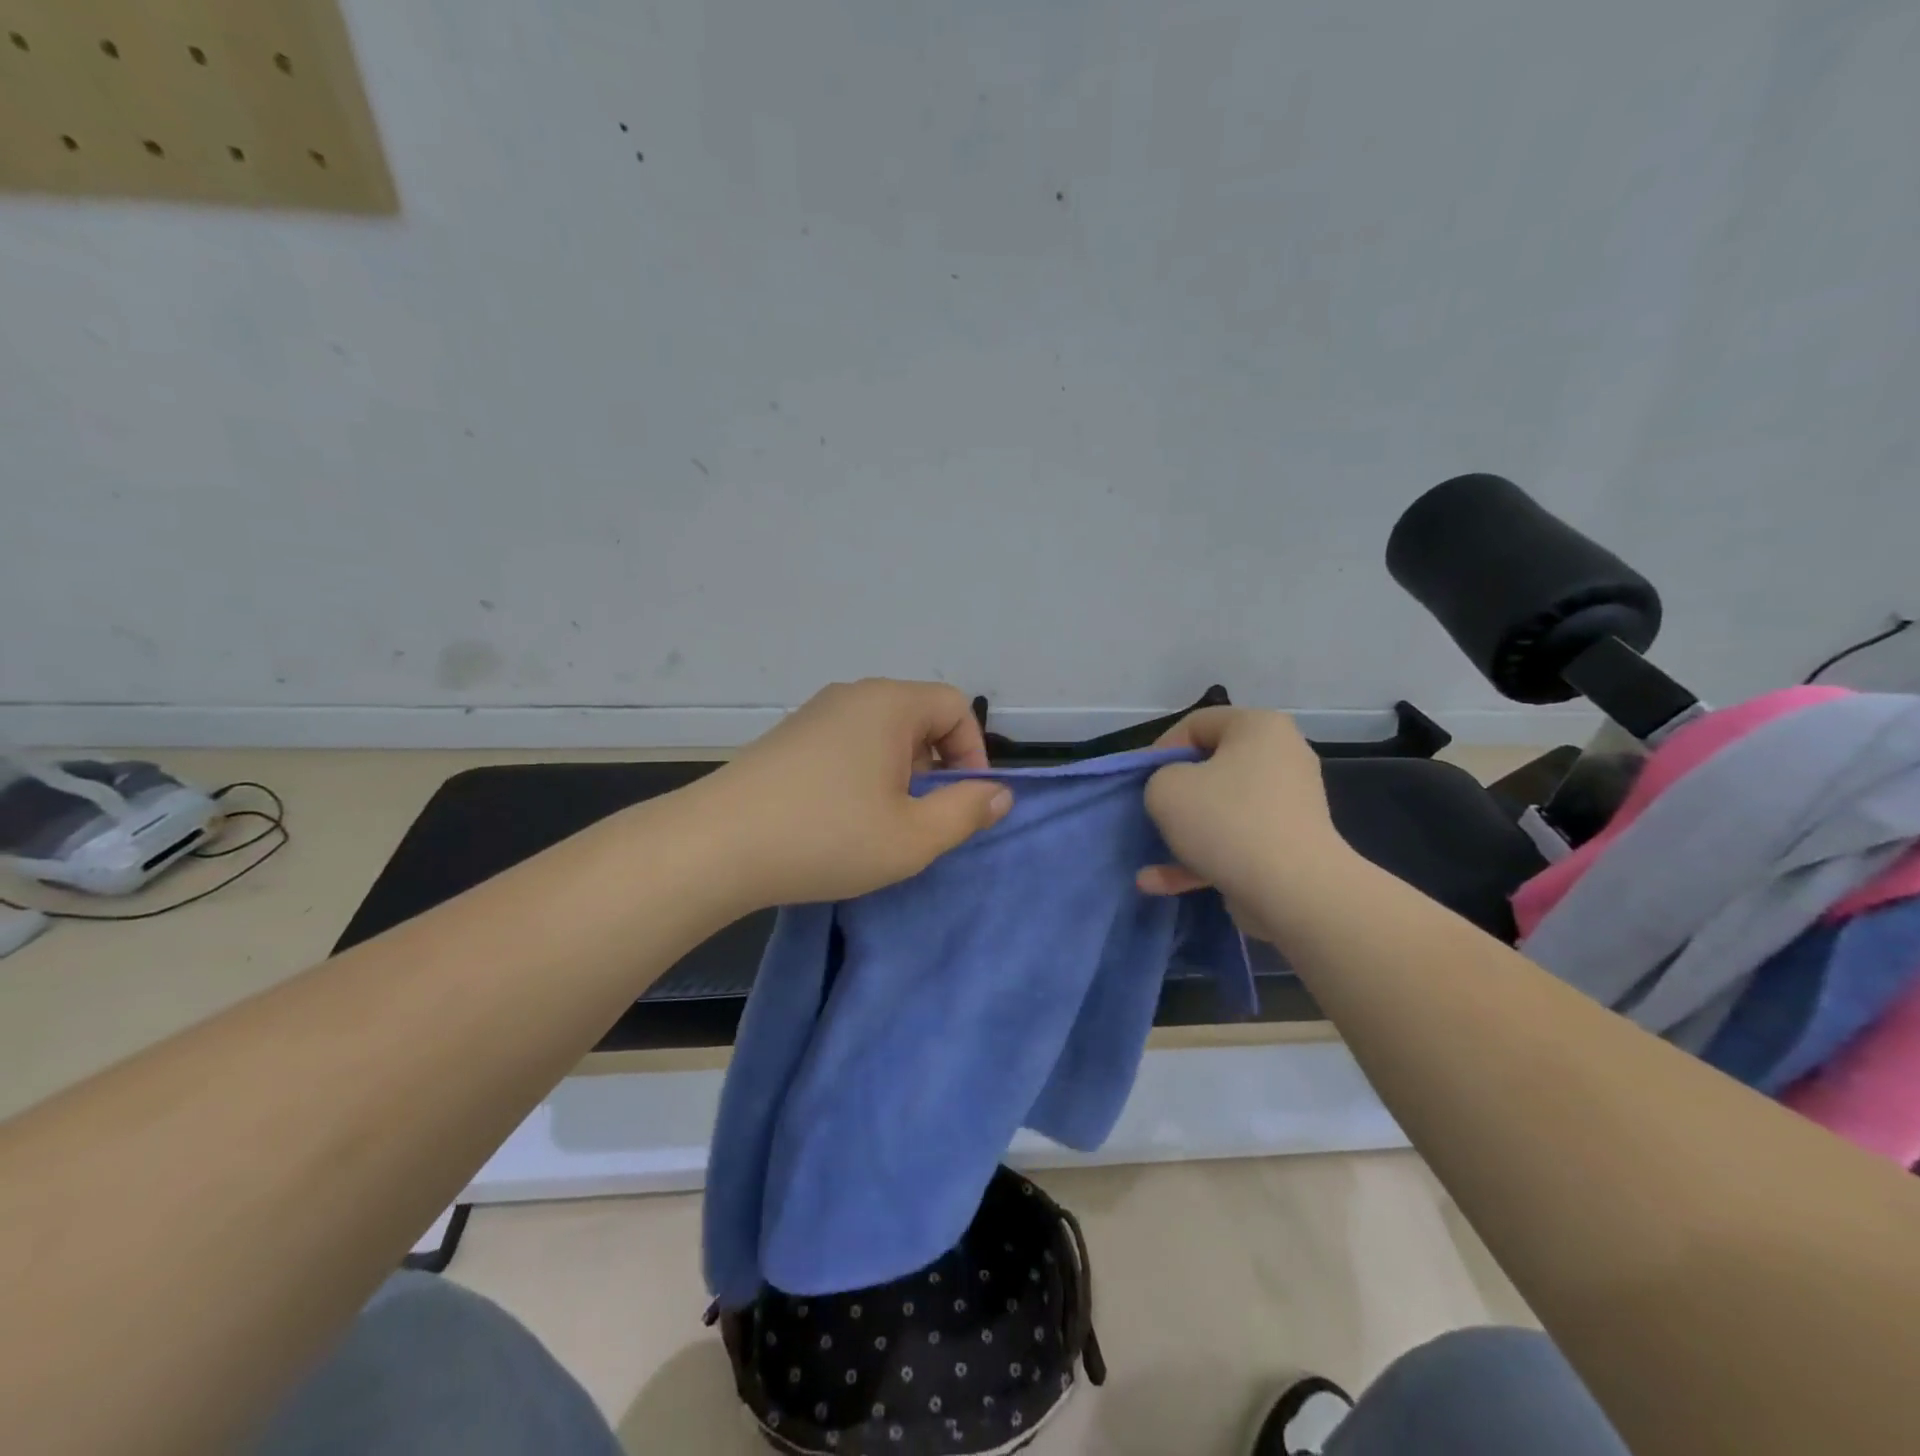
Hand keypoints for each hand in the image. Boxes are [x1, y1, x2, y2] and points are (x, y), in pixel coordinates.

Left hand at [698, 679, 1013, 907]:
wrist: (715, 846)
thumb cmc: (827, 836)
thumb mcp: (913, 837)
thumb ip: (966, 812)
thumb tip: (1001, 794)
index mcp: (889, 704)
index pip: (955, 706)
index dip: (972, 753)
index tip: (961, 802)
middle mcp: (853, 695)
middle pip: (919, 716)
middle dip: (935, 765)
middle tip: (922, 818)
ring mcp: (815, 713)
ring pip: (882, 732)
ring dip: (899, 772)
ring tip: (882, 822)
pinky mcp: (788, 737)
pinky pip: (848, 743)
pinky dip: (863, 772)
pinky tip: (841, 816)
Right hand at [1135, 707, 1352, 937]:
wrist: (1293, 891)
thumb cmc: (1226, 821)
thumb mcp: (1165, 788)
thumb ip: (1158, 779)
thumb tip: (1177, 793)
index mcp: (1259, 728)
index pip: (1197, 724)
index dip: (1160, 749)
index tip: (1141, 781)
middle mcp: (1281, 758)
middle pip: (1211, 768)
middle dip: (1174, 793)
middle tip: (1150, 812)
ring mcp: (1287, 805)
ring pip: (1221, 811)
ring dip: (1182, 833)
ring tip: (1148, 856)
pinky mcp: (1287, 846)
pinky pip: (1234, 843)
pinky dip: (1200, 859)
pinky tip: (1159, 883)